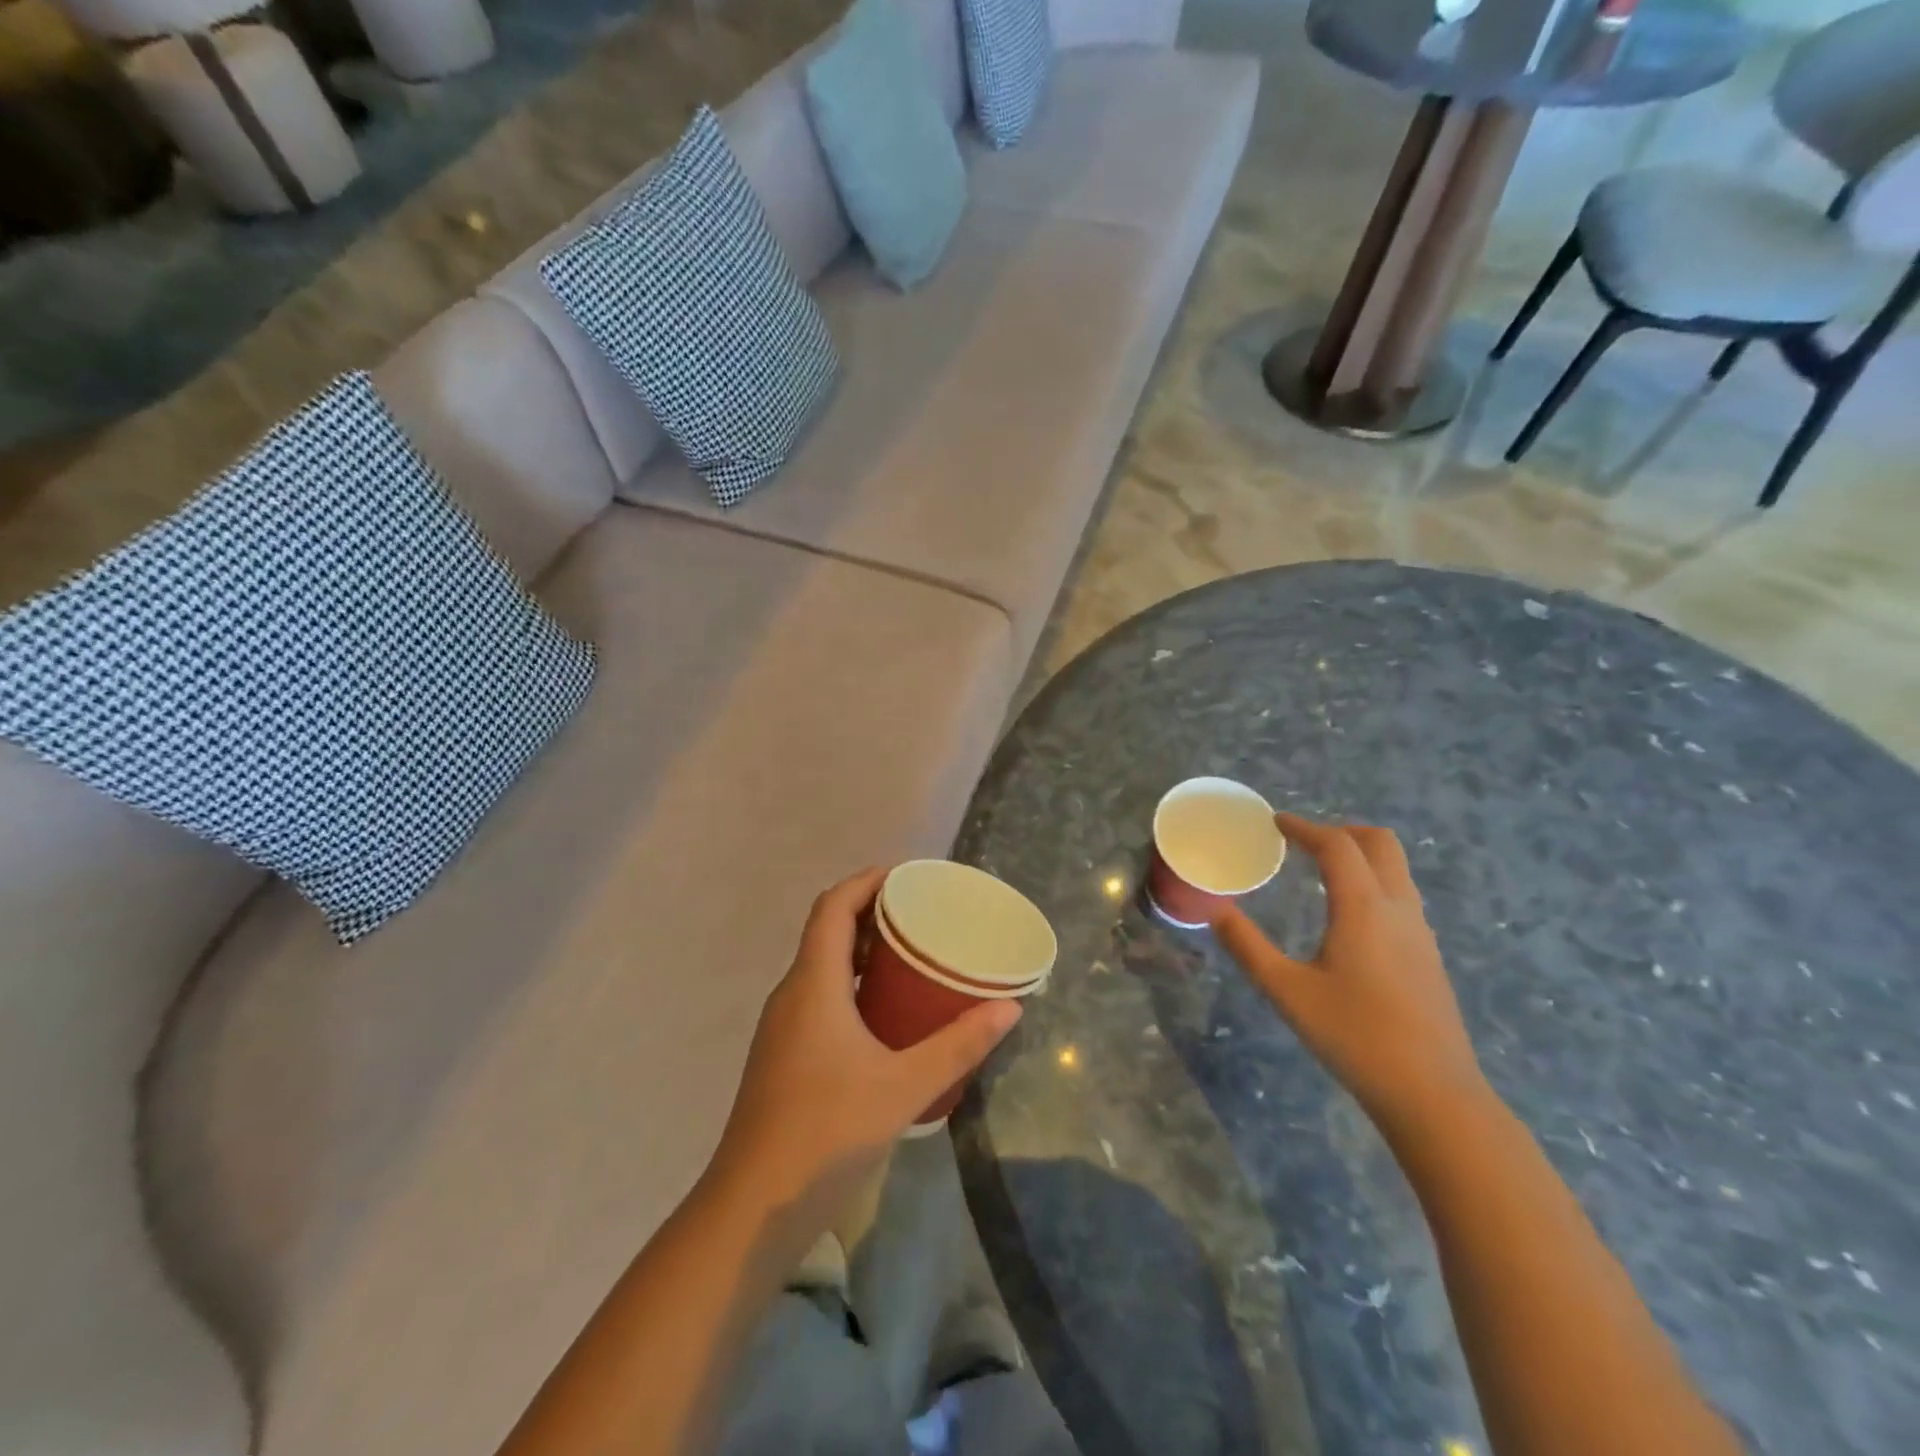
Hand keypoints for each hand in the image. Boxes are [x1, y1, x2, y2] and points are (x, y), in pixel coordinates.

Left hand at [707, 869, 1021, 1229]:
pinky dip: (853, 984)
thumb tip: (1009, 1008)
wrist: (752, 1207)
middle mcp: (792, 994)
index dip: (866, 881)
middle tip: (922, 914)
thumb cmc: (826, 1133)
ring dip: (862, 951)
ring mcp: (783, 1026)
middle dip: (872, 913)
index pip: (833, 906)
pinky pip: (820, 995)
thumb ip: (958, 1045)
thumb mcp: (904, 1086)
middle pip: (827, 931)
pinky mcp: (784, 1054)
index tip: (907, 877)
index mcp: (813, 984)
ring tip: (912, 955)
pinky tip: (886, 1013)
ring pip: (823, 966)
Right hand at [1213, 815, 1485, 1124]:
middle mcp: (1398, 908)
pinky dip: (1373, 882)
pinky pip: (1401, 895)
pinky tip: (1348, 916)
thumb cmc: (1355, 1036)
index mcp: (1363, 907)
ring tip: (1321, 872)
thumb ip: (1248, 947)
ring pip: (1396, 868)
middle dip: (1341, 831)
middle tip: (1303, 842)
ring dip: (1360, 855)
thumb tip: (1216, 911)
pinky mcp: (1429, 955)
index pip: (1337, 845)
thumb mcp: (1287, 991)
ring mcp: (1420, 931)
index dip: (1304, 827)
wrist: (1433, 1094)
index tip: (1275, 823)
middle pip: (1380, 843)